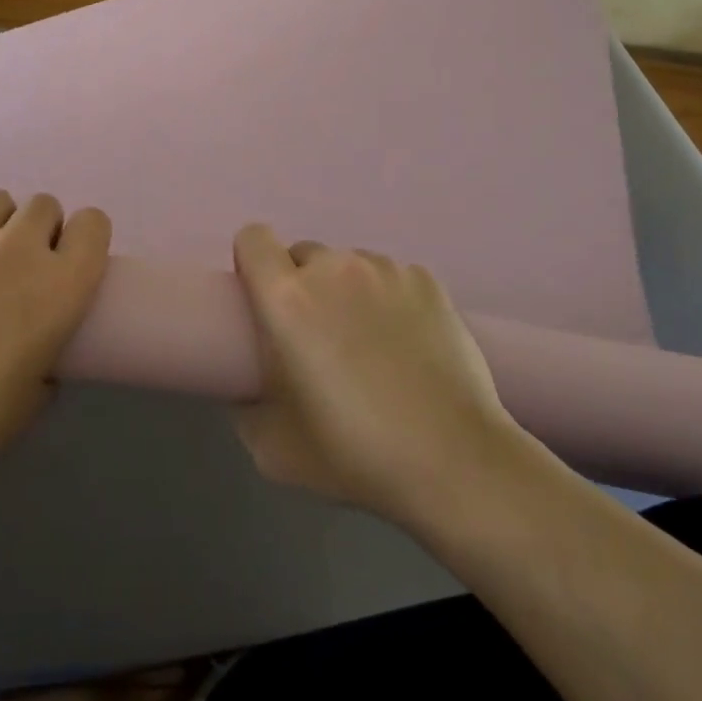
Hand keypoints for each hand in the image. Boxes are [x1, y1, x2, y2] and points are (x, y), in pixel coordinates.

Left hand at [0, 190, 110, 507]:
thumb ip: (46, 367)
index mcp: (58, 287)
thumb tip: (40, 357)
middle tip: (18, 268)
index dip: (84, 240)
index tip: (67, 265)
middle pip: (44, 204)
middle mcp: (18, 248)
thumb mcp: (25, 408)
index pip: (94, 224)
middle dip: (38, 230)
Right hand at [230, 224, 527, 531]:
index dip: (252, 263)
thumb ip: (246, 405)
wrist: (455, 462)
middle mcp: (333, 268)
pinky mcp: (427, 280)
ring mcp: (385, 270)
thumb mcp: (272, 449)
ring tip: (370, 343)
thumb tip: (248, 385)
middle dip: (302, 286)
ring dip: (346, 291)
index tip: (262, 300)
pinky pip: (391, 277)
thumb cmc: (355, 455)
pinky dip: (389, 299)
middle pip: (302, 255)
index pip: (253, 238)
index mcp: (287, 299)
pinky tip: (408, 344)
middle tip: (319, 338)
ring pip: (348, 265)